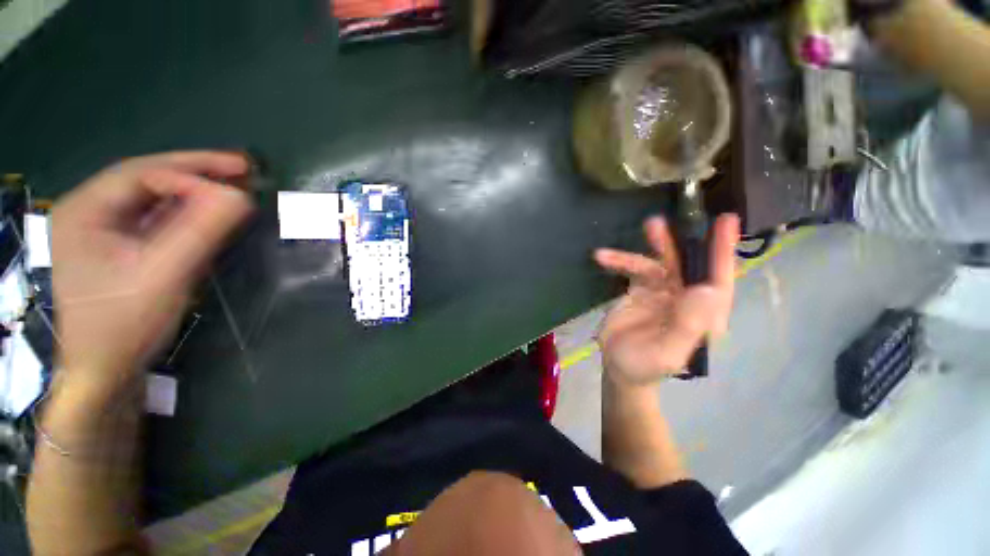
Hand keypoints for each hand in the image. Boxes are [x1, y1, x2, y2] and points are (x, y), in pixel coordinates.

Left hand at [52, 152, 254, 384]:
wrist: (104, 369)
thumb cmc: (123, 324)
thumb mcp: (163, 275)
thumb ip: (201, 232)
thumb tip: (241, 197)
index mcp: (85, 210)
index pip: (142, 175)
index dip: (192, 176)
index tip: (237, 189)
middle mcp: (89, 211)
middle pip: (147, 179)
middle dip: (196, 172)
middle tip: (243, 167)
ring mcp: (103, 230)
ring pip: (153, 198)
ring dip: (194, 191)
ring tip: (233, 186)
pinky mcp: (120, 247)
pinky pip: (156, 219)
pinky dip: (186, 213)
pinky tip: (209, 214)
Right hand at [594, 214, 738, 386]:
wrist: (618, 367)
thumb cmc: (644, 366)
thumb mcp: (666, 353)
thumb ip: (687, 325)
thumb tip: (708, 289)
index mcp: (701, 316)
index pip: (717, 282)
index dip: (723, 252)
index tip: (726, 222)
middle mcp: (685, 300)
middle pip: (687, 266)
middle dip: (681, 242)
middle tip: (668, 221)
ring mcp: (661, 293)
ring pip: (659, 263)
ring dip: (651, 246)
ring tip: (646, 227)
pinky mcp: (639, 290)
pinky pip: (633, 269)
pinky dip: (619, 261)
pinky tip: (602, 257)